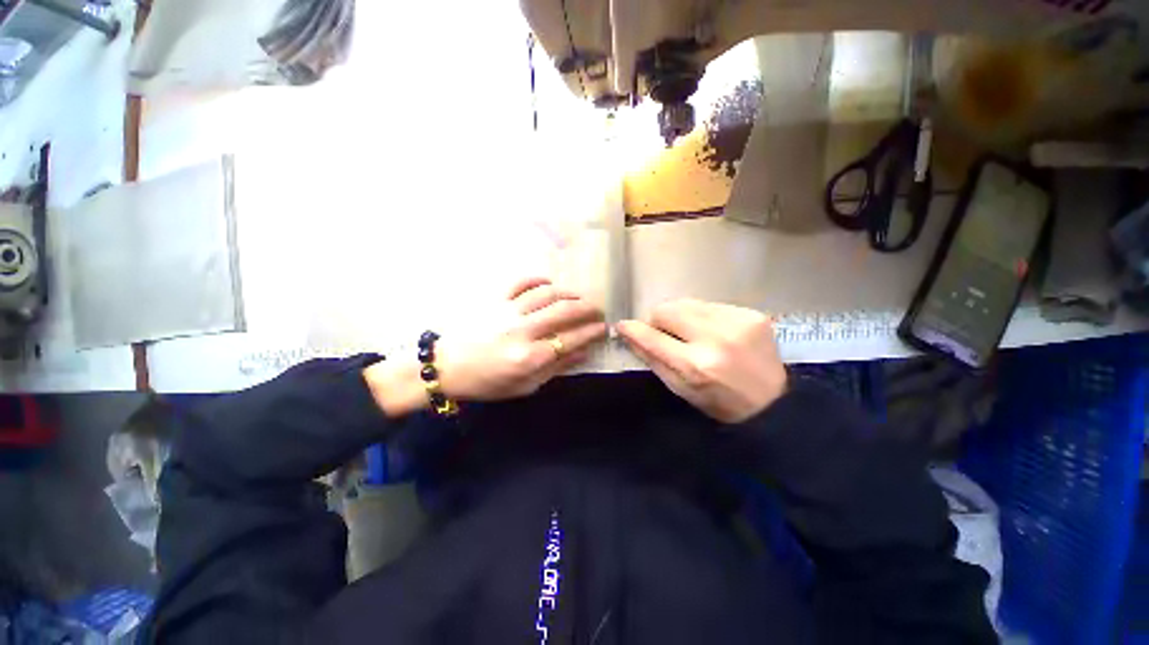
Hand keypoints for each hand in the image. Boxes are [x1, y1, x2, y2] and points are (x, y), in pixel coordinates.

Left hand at [365, 278, 606, 416]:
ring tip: (579, 297)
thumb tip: (583, 353)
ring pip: (547, 293)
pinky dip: (538, 279)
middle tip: (597, 310)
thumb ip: (556, 368)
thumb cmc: (487, 382)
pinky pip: (521, 282)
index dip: (592, 331)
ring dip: (569, 293)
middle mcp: (523, 329)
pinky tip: (548, 283)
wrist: (446, 367)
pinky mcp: (495, 299)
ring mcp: (508, 311)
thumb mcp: (525, 386)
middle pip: (565, 310)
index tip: (603, 328)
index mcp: (530, 356)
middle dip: (588, 308)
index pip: (572, 338)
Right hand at [617, 299, 786, 423]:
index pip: (652, 337)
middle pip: (668, 309)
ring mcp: (737, 322)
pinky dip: (704, 317)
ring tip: (692, 334)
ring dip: (682, 317)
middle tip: (665, 334)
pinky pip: (711, 305)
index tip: (622, 325)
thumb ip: (653, 359)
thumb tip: (629, 333)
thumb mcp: (680, 389)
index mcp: (696, 365)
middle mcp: (716, 338)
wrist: (773, 402)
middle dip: (659, 320)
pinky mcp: (752, 314)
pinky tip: (714, 332)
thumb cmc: (718, 401)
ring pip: (688, 303)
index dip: (633, 329)